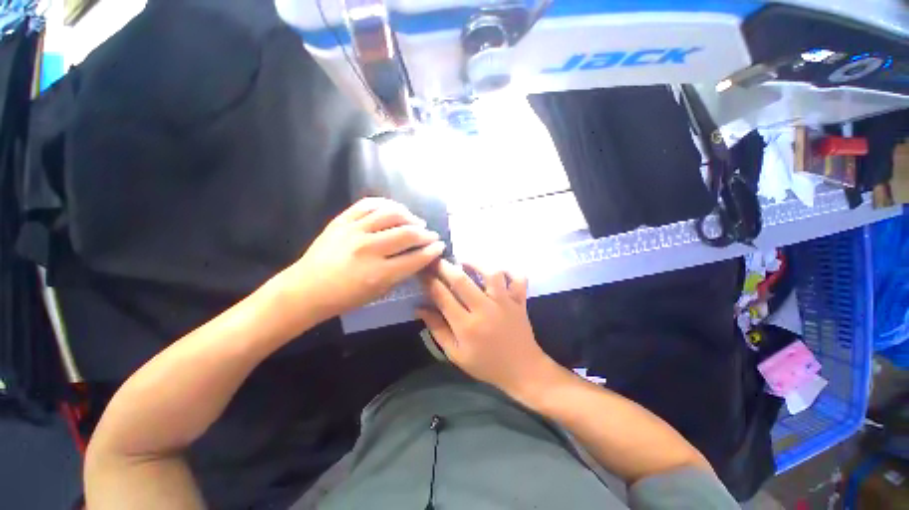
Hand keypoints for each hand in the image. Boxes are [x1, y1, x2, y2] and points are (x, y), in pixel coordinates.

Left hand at [282, 197, 445, 322]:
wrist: (306, 289)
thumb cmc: (345, 298)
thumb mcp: (378, 293)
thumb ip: (401, 273)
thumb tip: (418, 257)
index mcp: (378, 273)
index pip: (415, 258)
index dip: (432, 251)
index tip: (440, 246)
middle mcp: (368, 249)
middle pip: (407, 233)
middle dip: (426, 234)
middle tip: (432, 235)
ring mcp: (353, 231)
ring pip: (391, 214)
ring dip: (410, 216)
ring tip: (416, 221)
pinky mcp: (342, 221)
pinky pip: (368, 204)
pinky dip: (386, 204)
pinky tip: (395, 209)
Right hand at [417, 260, 557, 396]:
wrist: (523, 370)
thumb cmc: (486, 364)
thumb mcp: (456, 354)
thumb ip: (437, 329)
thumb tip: (419, 308)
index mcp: (466, 326)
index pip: (442, 296)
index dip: (429, 281)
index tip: (423, 272)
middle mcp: (485, 309)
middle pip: (461, 280)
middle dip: (445, 267)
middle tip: (437, 260)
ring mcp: (505, 303)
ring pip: (490, 273)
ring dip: (476, 264)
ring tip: (465, 263)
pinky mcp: (519, 300)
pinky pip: (517, 278)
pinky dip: (509, 270)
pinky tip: (497, 272)